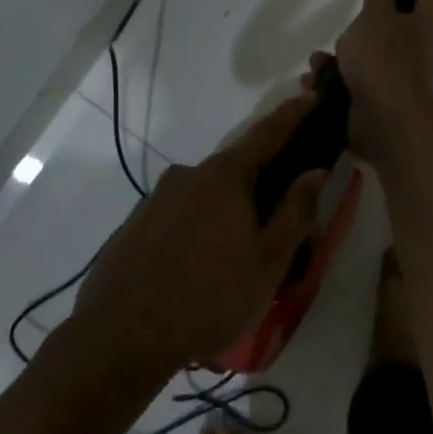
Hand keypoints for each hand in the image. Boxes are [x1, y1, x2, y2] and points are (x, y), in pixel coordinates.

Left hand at [72, 96, 326, 367]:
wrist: (118, 339)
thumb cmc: (208, 298)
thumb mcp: (268, 261)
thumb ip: (295, 211)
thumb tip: (314, 172)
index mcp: (224, 177)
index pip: (267, 134)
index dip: (293, 114)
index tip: (312, 94)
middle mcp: (187, 175)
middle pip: (236, 167)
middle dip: (262, 180)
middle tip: (281, 212)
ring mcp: (156, 199)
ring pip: (206, 194)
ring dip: (229, 210)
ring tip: (240, 253)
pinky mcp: (135, 225)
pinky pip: (181, 214)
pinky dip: (200, 226)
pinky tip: (201, 265)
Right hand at [308, 0, 432, 159]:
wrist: (385, 119)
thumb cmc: (384, 60)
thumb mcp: (376, 19)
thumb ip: (378, 2)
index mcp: (422, 25)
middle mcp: (415, 51)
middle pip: (391, 30)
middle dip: (362, 28)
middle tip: (346, 25)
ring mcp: (395, 79)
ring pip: (364, 59)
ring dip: (337, 59)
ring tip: (317, 62)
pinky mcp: (375, 102)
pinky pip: (350, 85)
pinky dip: (331, 83)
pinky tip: (313, 84)